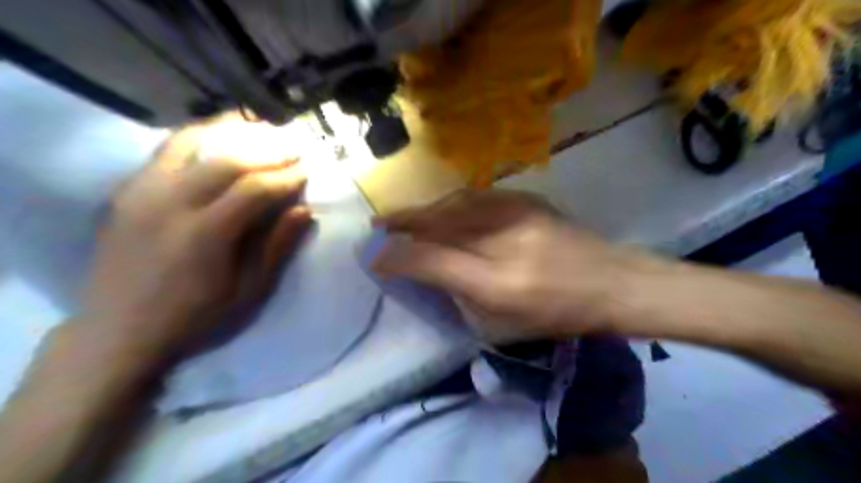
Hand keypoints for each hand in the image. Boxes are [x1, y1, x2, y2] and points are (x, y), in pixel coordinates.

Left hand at [78, 125, 312, 362]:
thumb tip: (303, 211)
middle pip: (227, 159)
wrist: (118, 332)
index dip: (286, 177)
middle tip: (295, 146)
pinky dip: (199, 136)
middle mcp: (170, 203)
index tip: (307, 172)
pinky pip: (166, 150)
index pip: (254, 189)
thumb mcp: (247, 292)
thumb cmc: (194, 317)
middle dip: (268, 150)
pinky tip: (220, 136)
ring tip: (263, 130)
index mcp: (205, 235)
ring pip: (192, 143)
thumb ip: (276, 247)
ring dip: (233, 133)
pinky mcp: (128, 191)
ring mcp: (143, 192)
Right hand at [369, 188, 644, 342]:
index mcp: (497, 283)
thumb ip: (459, 294)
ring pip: (454, 205)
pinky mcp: (527, 199)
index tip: (374, 255)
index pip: (433, 262)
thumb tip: (424, 271)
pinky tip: (440, 209)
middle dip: (403, 224)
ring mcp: (518, 213)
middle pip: (439, 225)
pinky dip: (450, 203)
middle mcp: (504, 241)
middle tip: (377, 226)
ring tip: (402, 217)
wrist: (612, 280)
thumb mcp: (503, 321)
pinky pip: (476, 197)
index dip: (398, 256)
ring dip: (424, 211)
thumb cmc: (557, 313)